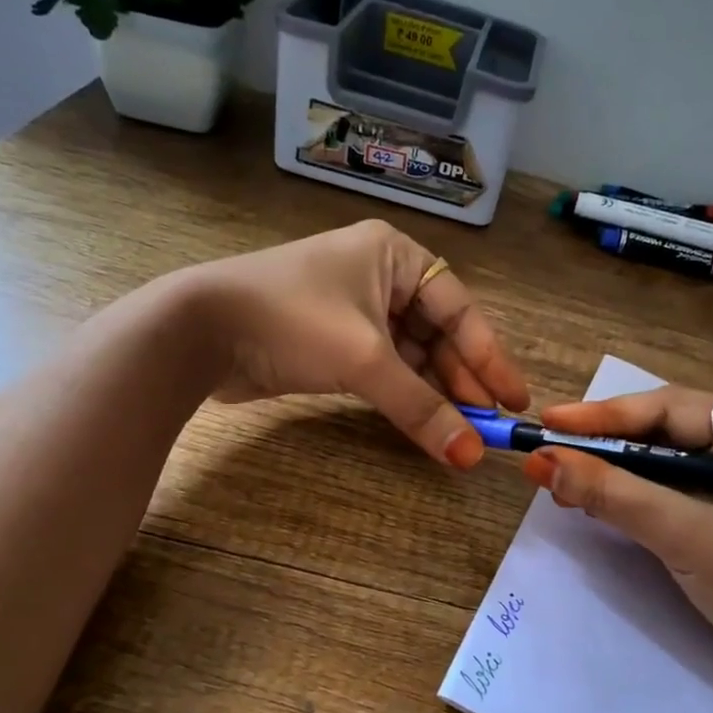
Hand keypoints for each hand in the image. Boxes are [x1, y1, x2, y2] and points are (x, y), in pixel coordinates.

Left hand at [182, 218, 529, 463]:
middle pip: (437, 334)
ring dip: (434, 393)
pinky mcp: (332, 342)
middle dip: (461, 380)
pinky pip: (383, 369)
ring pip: (410, 355)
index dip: (489, 356)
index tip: (513, 399)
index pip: (459, 309)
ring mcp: (354, 310)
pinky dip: (403, 395)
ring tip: (462, 431)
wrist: (199, 330)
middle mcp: (379, 276)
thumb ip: (421, 408)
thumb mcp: (365, 360)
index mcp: (394, 256)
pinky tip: (424, 423)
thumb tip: (470, 456)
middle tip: (488, 424)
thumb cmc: (292, 322)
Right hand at [525, 387, 712, 712]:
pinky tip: (595, 498)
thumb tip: (544, 462)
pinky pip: (671, 489)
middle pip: (664, 430)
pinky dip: (631, 494)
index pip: (670, 409)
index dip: (603, 416)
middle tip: (548, 452)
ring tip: (559, 476)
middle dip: (604, 444)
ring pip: (662, 461)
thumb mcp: (688, 537)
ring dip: (612, 470)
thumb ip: (616, 495)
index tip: (548, 421)